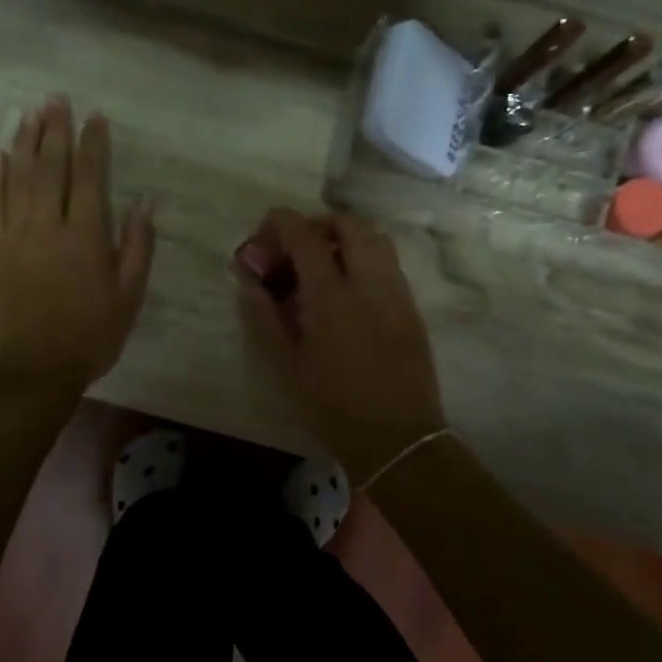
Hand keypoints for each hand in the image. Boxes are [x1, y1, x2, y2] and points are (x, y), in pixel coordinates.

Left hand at [0, 96, 154, 396]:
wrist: (33, 373)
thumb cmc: (90, 336)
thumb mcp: (129, 296)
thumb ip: (137, 246)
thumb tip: (144, 201)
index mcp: (86, 236)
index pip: (89, 177)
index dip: (93, 143)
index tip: (95, 116)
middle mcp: (48, 225)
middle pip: (51, 167)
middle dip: (55, 130)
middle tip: (56, 99)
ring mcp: (14, 236)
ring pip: (19, 178)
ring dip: (25, 143)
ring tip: (29, 113)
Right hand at [237, 209, 445, 485]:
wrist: (398, 438)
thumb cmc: (333, 406)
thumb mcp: (286, 365)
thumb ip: (263, 316)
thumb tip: (249, 279)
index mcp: (331, 296)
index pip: (305, 235)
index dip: (281, 223)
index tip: (265, 231)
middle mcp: (369, 282)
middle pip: (349, 224)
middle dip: (318, 223)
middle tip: (297, 246)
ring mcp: (396, 292)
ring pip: (376, 238)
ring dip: (346, 236)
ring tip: (324, 262)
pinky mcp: (412, 307)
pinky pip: (389, 262)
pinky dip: (366, 257)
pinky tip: (349, 287)